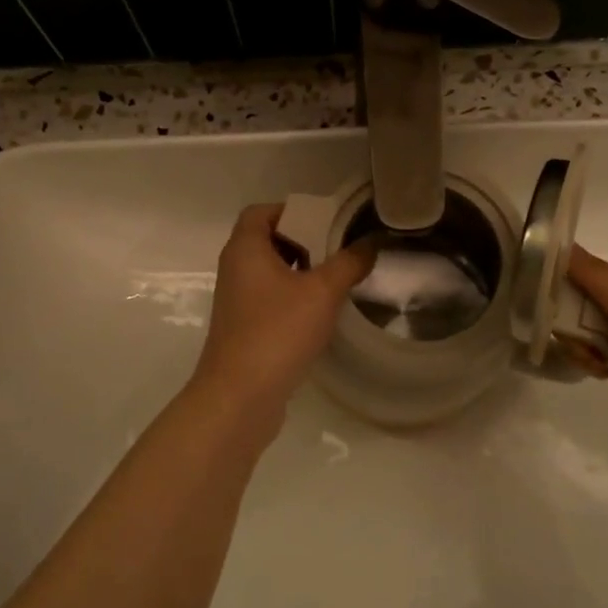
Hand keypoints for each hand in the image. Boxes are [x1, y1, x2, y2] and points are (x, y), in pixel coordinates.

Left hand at [190, 204, 373, 431]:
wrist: (240, 397)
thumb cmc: (278, 331)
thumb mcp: (323, 292)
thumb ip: (349, 263)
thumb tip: (371, 242)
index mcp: (245, 249)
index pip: (262, 211)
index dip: (292, 210)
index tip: (326, 221)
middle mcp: (235, 269)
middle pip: (268, 239)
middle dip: (304, 240)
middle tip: (339, 248)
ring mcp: (237, 300)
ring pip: (271, 271)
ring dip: (301, 270)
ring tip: (337, 277)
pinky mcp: (244, 328)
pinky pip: (270, 298)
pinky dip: (293, 296)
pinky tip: (322, 311)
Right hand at [567, 245, 607, 468]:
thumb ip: (593, 274)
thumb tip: (557, 241)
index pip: (586, 269)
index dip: (566, 286)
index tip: (556, 307)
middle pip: (580, 298)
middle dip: (572, 321)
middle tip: (582, 342)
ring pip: (579, 326)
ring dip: (578, 344)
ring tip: (595, 362)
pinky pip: (587, 348)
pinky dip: (586, 358)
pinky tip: (599, 372)